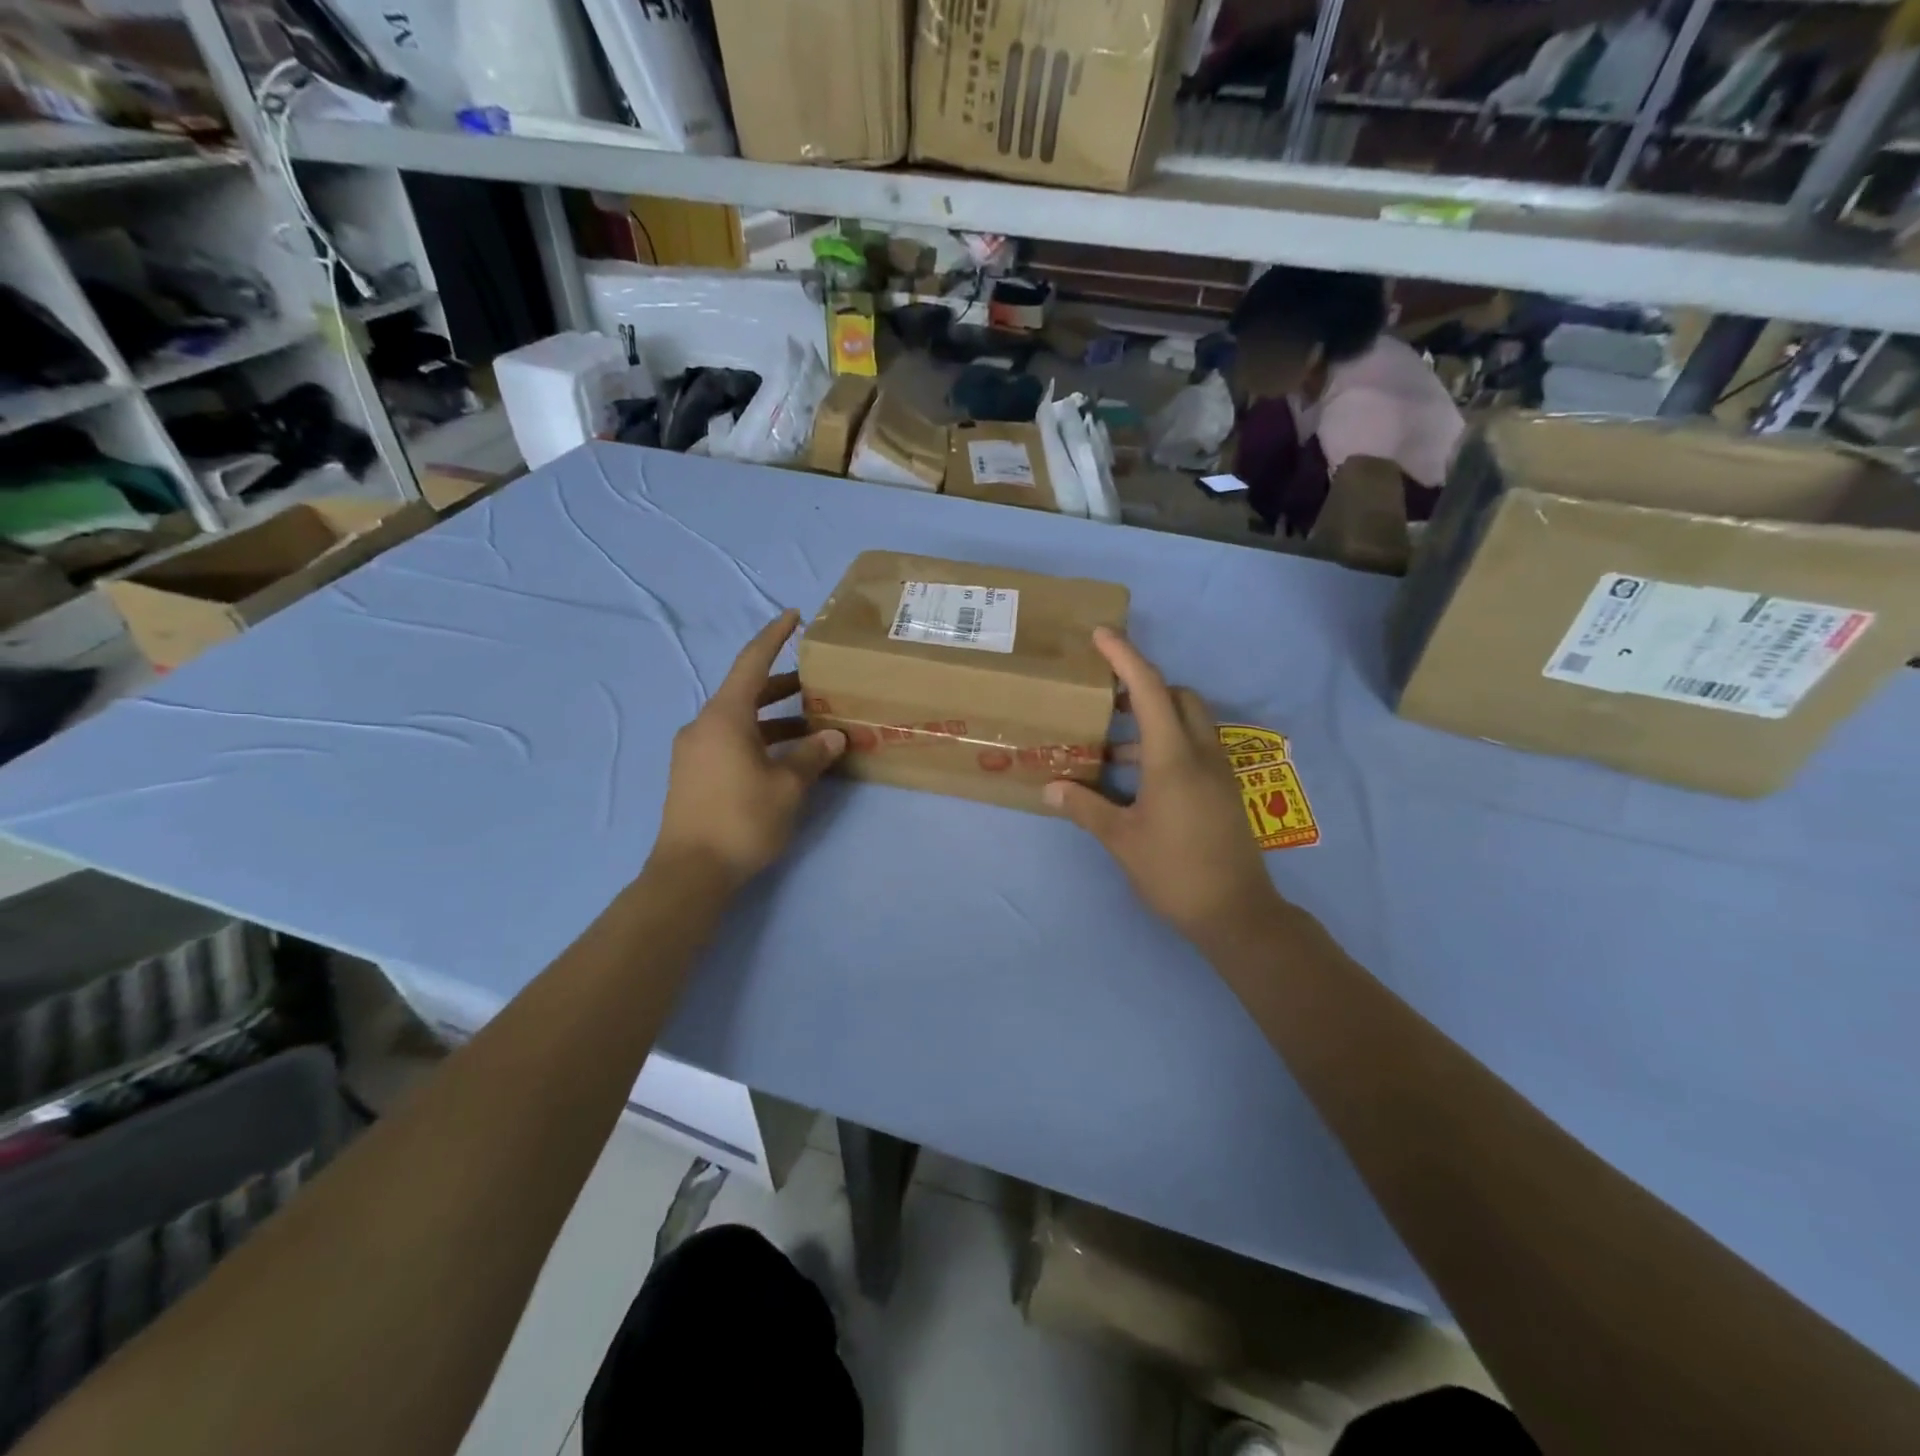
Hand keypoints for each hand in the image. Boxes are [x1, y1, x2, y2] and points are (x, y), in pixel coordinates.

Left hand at [651, 610, 845, 890]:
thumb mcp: (788, 786)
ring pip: (740, 720)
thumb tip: (833, 736)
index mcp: (725, 716)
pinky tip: (784, 758)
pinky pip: (730, 741)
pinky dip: (759, 739)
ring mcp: (694, 750)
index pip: (752, 662)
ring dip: (775, 719)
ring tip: (812, 728)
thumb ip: (813, 755)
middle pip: (747, 692)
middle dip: (783, 685)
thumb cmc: (741, 819)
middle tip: (817, 684)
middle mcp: (704, 725)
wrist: (689, 872)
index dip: (774, 636)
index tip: (794, 616)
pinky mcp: (693, 774)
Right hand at [1045, 628, 1282, 947]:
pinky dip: (1167, 744)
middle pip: (1179, 696)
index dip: (1125, 658)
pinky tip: (1138, 778)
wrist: (1237, 913)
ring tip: (1112, 747)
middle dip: (1144, 686)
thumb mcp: (1122, 841)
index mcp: (1173, 759)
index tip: (1102, 634)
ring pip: (1190, 722)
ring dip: (1155, 719)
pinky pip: (1195, 747)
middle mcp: (1202, 754)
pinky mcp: (1224, 790)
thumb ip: (1085, 808)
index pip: (1149, 691)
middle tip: (1106, 700)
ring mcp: (1219, 772)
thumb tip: (1050, 788)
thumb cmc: (1175, 873)